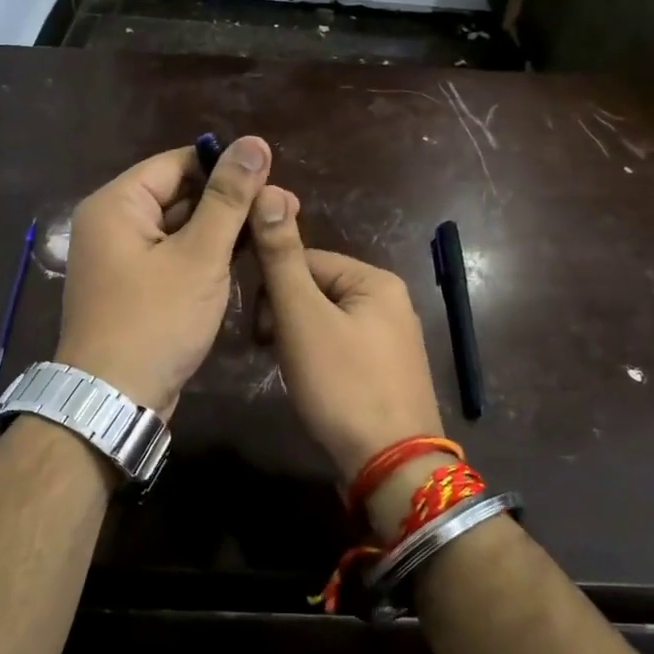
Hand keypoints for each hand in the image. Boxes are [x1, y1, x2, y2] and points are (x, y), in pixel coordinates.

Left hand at [55, 136, 271, 417]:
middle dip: (229, 201)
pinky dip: (204, 256)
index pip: (178, 162)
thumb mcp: (199, 256)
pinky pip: (173, 256)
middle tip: (284, 208)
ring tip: (271, 232)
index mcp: (117, 204)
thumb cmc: (156, 321)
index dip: (226, 167)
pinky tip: (243, 260)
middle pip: (179, 194)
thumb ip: (229, 199)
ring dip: (222, 230)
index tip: (273, 179)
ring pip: (179, 228)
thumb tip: (254, 142)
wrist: (114, 401)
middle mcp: (113, 223)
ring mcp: (121, 258)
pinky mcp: (135, 287)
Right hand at [248, 185, 444, 484]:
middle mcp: (392, 302)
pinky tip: (314, 386)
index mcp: (375, 280)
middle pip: (316, 290)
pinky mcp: (389, 372)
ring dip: (298, 340)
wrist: (391, 465)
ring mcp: (394, 340)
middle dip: (285, 317)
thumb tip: (269, 188)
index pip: (305, 260)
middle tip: (273, 352)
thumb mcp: (302, 316)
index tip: (259, 330)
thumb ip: (282, 256)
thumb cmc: (342, 384)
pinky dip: (319, 361)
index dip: (273, 290)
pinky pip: (342, 349)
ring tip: (292, 372)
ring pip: (326, 322)